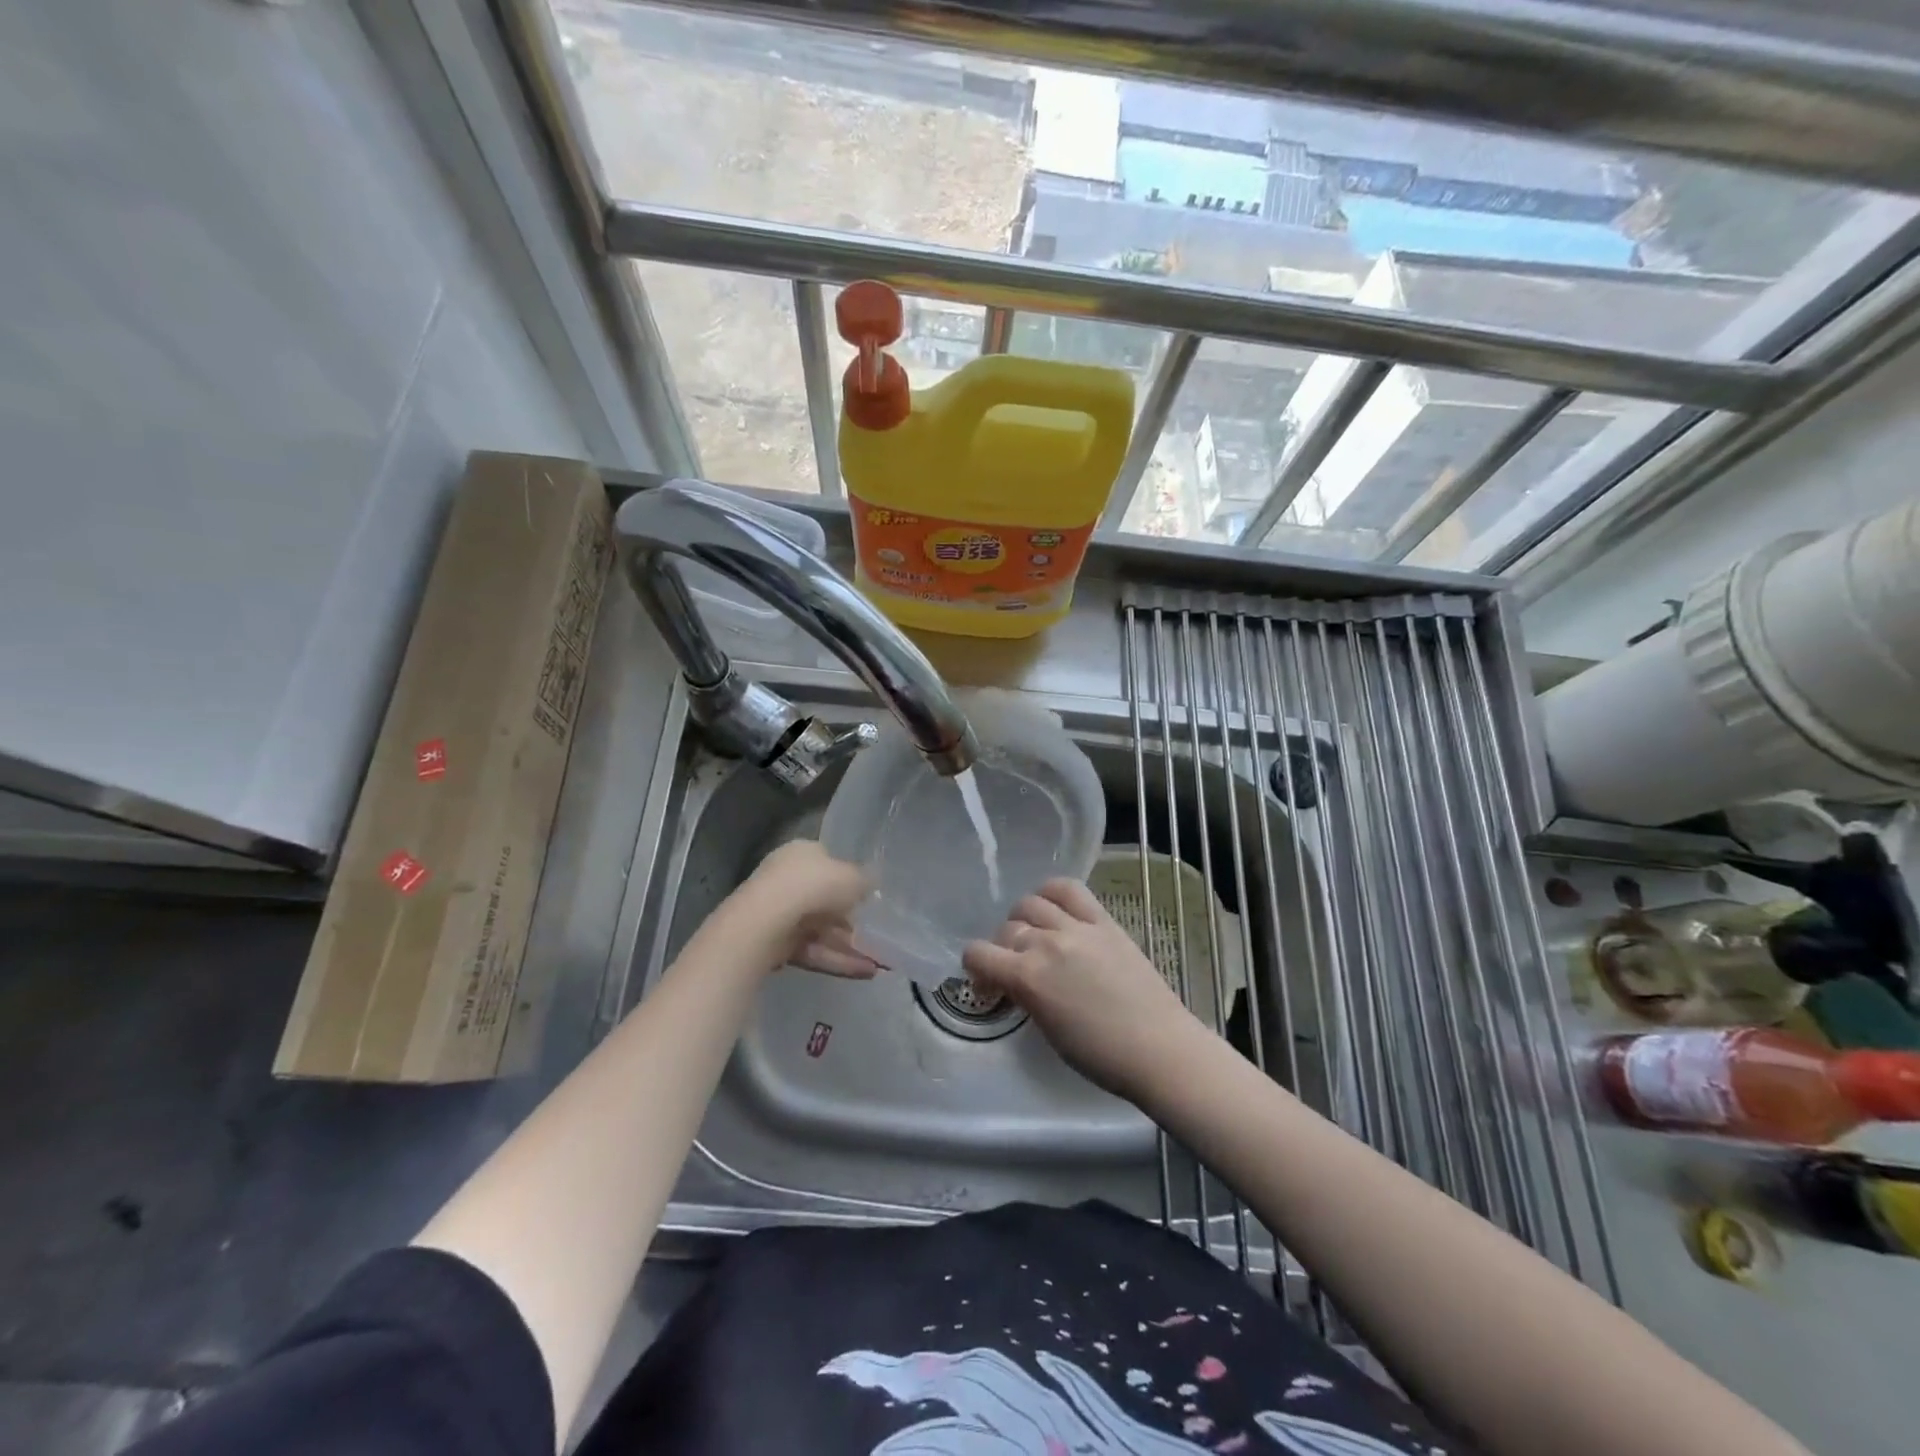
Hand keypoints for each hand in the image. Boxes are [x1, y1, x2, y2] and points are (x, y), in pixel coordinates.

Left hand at [734, 840, 881, 977]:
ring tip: (877, 964)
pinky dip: (836, 960)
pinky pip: (812, 950)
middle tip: (875, 936)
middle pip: (824, 900)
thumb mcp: (853, 877)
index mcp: (802, 852)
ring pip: (820, 930)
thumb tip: (871, 884)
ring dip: (848, 946)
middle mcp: (787, 877)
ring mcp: (778, 911)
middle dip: (850, 921)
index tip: (867, 900)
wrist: (767, 921)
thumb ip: (865, 881)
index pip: (829, 864)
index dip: (849, 881)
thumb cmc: (814, 886)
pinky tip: (863, 973)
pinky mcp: (774, 942)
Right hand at [962, 879, 1206, 1099]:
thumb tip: (1015, 981)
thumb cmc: (1100, 1055)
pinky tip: (1053, 906)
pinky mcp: (1104, 921)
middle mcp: (1046, 944)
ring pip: (1031, 903)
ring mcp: (1077, 927)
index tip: (988, 982)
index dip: (975, 967)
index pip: (978, 953)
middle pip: (1007, 929)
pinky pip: (1069, 890)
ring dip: (1024, 919)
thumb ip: (1026, 995)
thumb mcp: (1047, 1029)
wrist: (1159, 1048)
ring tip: (1036, 935)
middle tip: (1016, 966)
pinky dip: (1052, 892)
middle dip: (1003, 948)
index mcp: (1027, 978)